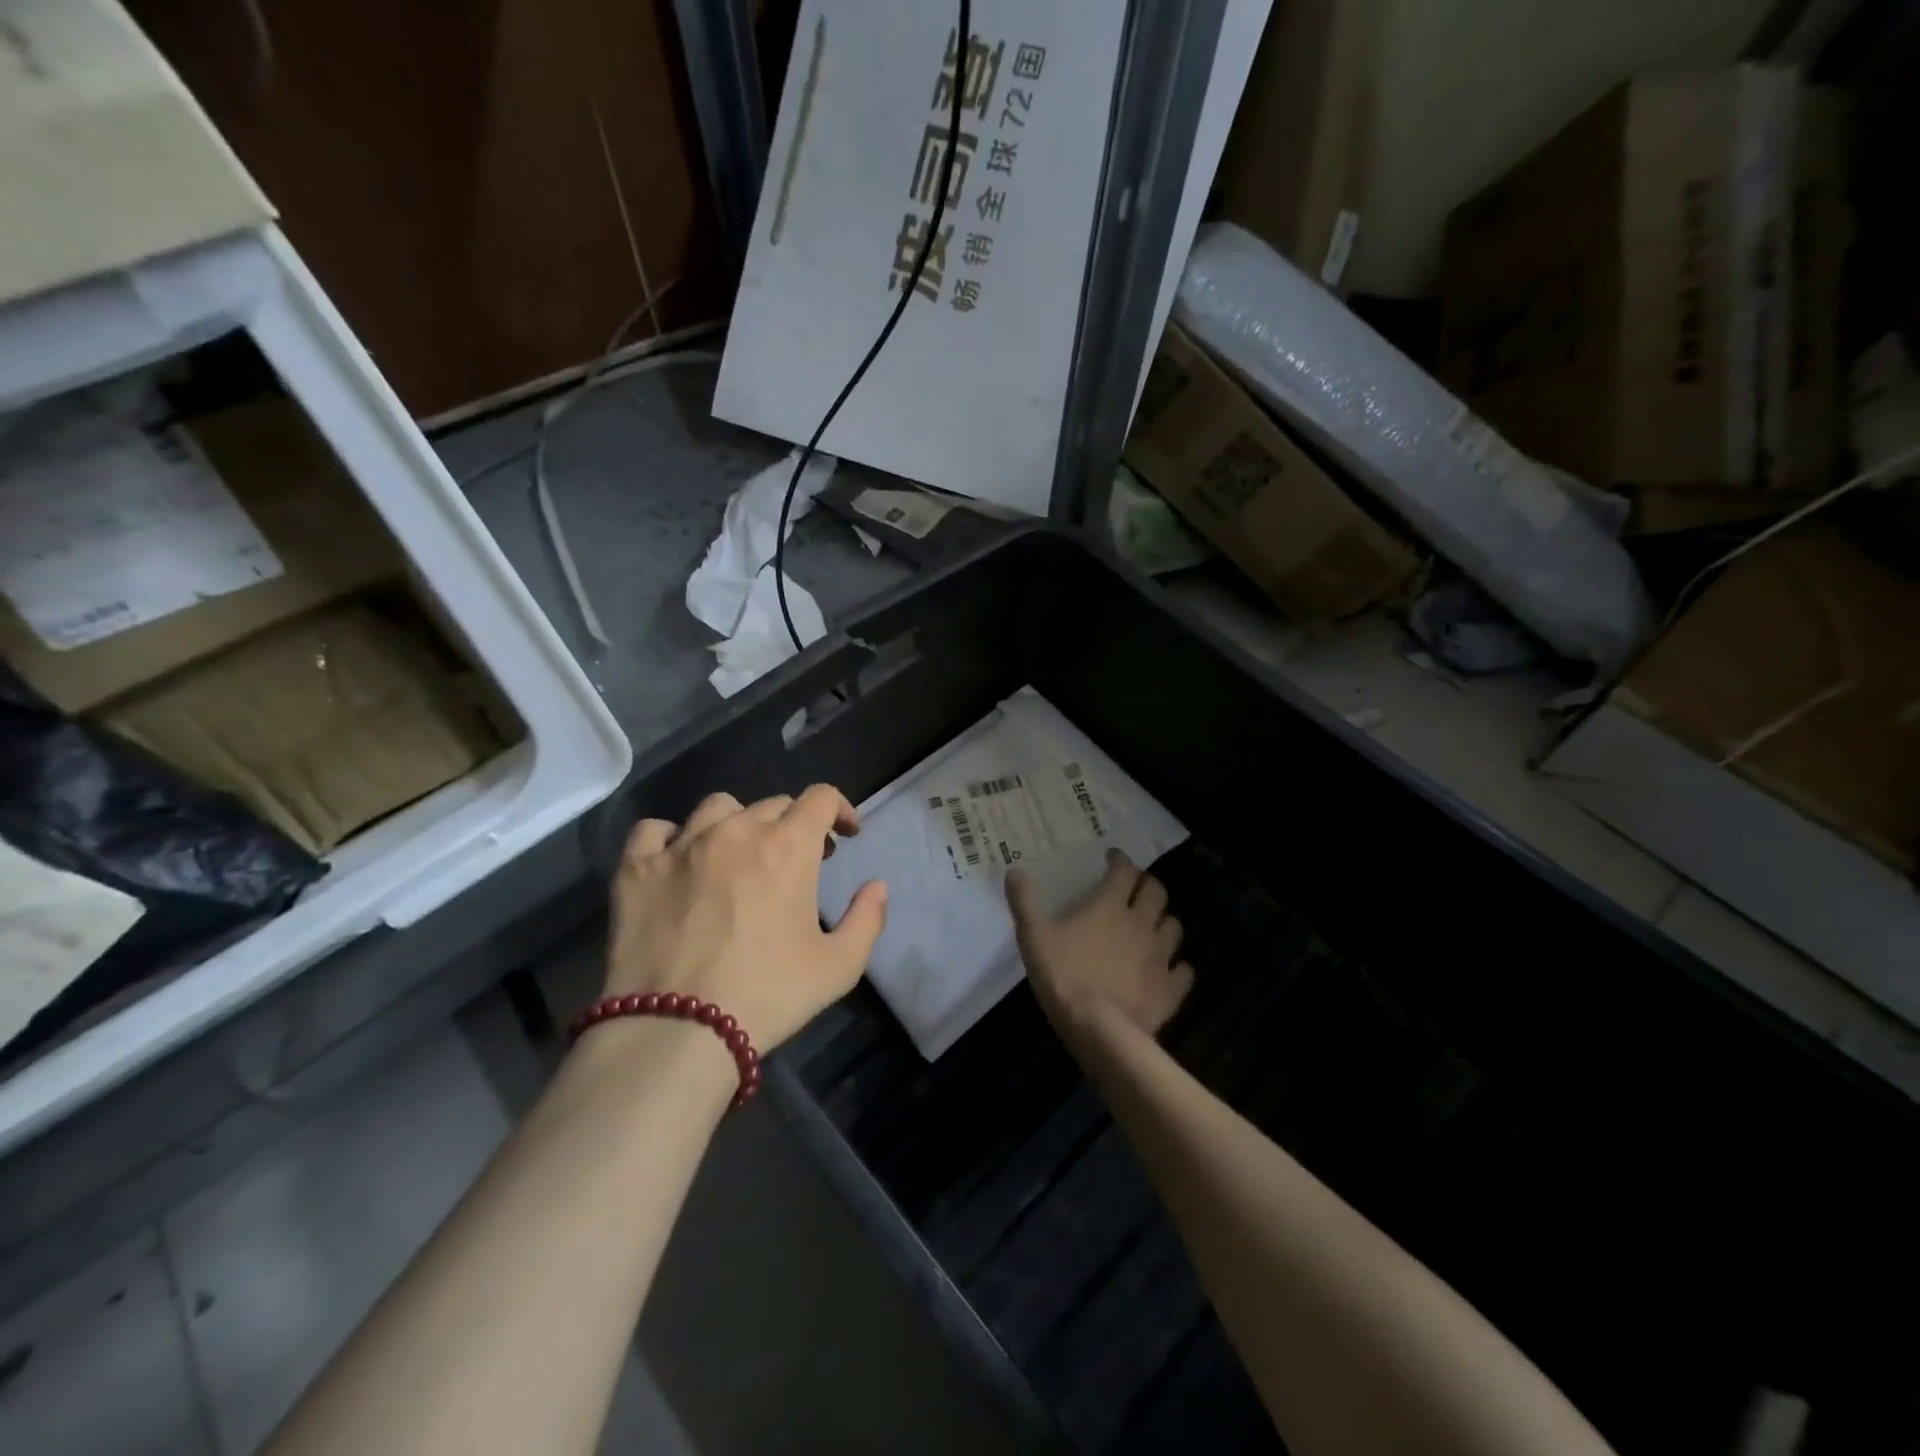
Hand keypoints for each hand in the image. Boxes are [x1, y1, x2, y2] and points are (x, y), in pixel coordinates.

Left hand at [606, 785, 887, 1051]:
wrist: (676, 1029)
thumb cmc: (768, 995)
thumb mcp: (839, 967)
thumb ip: (867, 919)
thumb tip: (877, 886)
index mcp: (788, 846)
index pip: (820, 798)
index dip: (839, 809)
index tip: (845, 835)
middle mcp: (736, 830)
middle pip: (773, 803)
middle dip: (793, 825)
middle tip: (796, 861)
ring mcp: (682, 845)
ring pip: (717, 808)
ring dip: (738, 824)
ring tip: (737, 857)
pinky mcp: (636, 868)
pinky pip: (654, 830)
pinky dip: (672, 838)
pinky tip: (678, 862)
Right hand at [1006, 848, 1192, 1036]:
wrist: (1098, 1029)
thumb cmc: (1064, 976)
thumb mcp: (1033, 937)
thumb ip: (1024, 903)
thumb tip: (1014, 871)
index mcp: (1110, 906)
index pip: (1124, 871)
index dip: (1120, 860)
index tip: (1112, 858)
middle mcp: (1141, 923)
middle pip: (1156, 892)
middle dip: (1147, 885)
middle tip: (1134, 889)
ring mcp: (1160, 956)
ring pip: (1173, 927)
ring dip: (1163, 921)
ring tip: (1151, 926)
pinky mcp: (1171, 988)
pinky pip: (1183, 970)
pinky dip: (1177, 967)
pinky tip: (1166, 970)